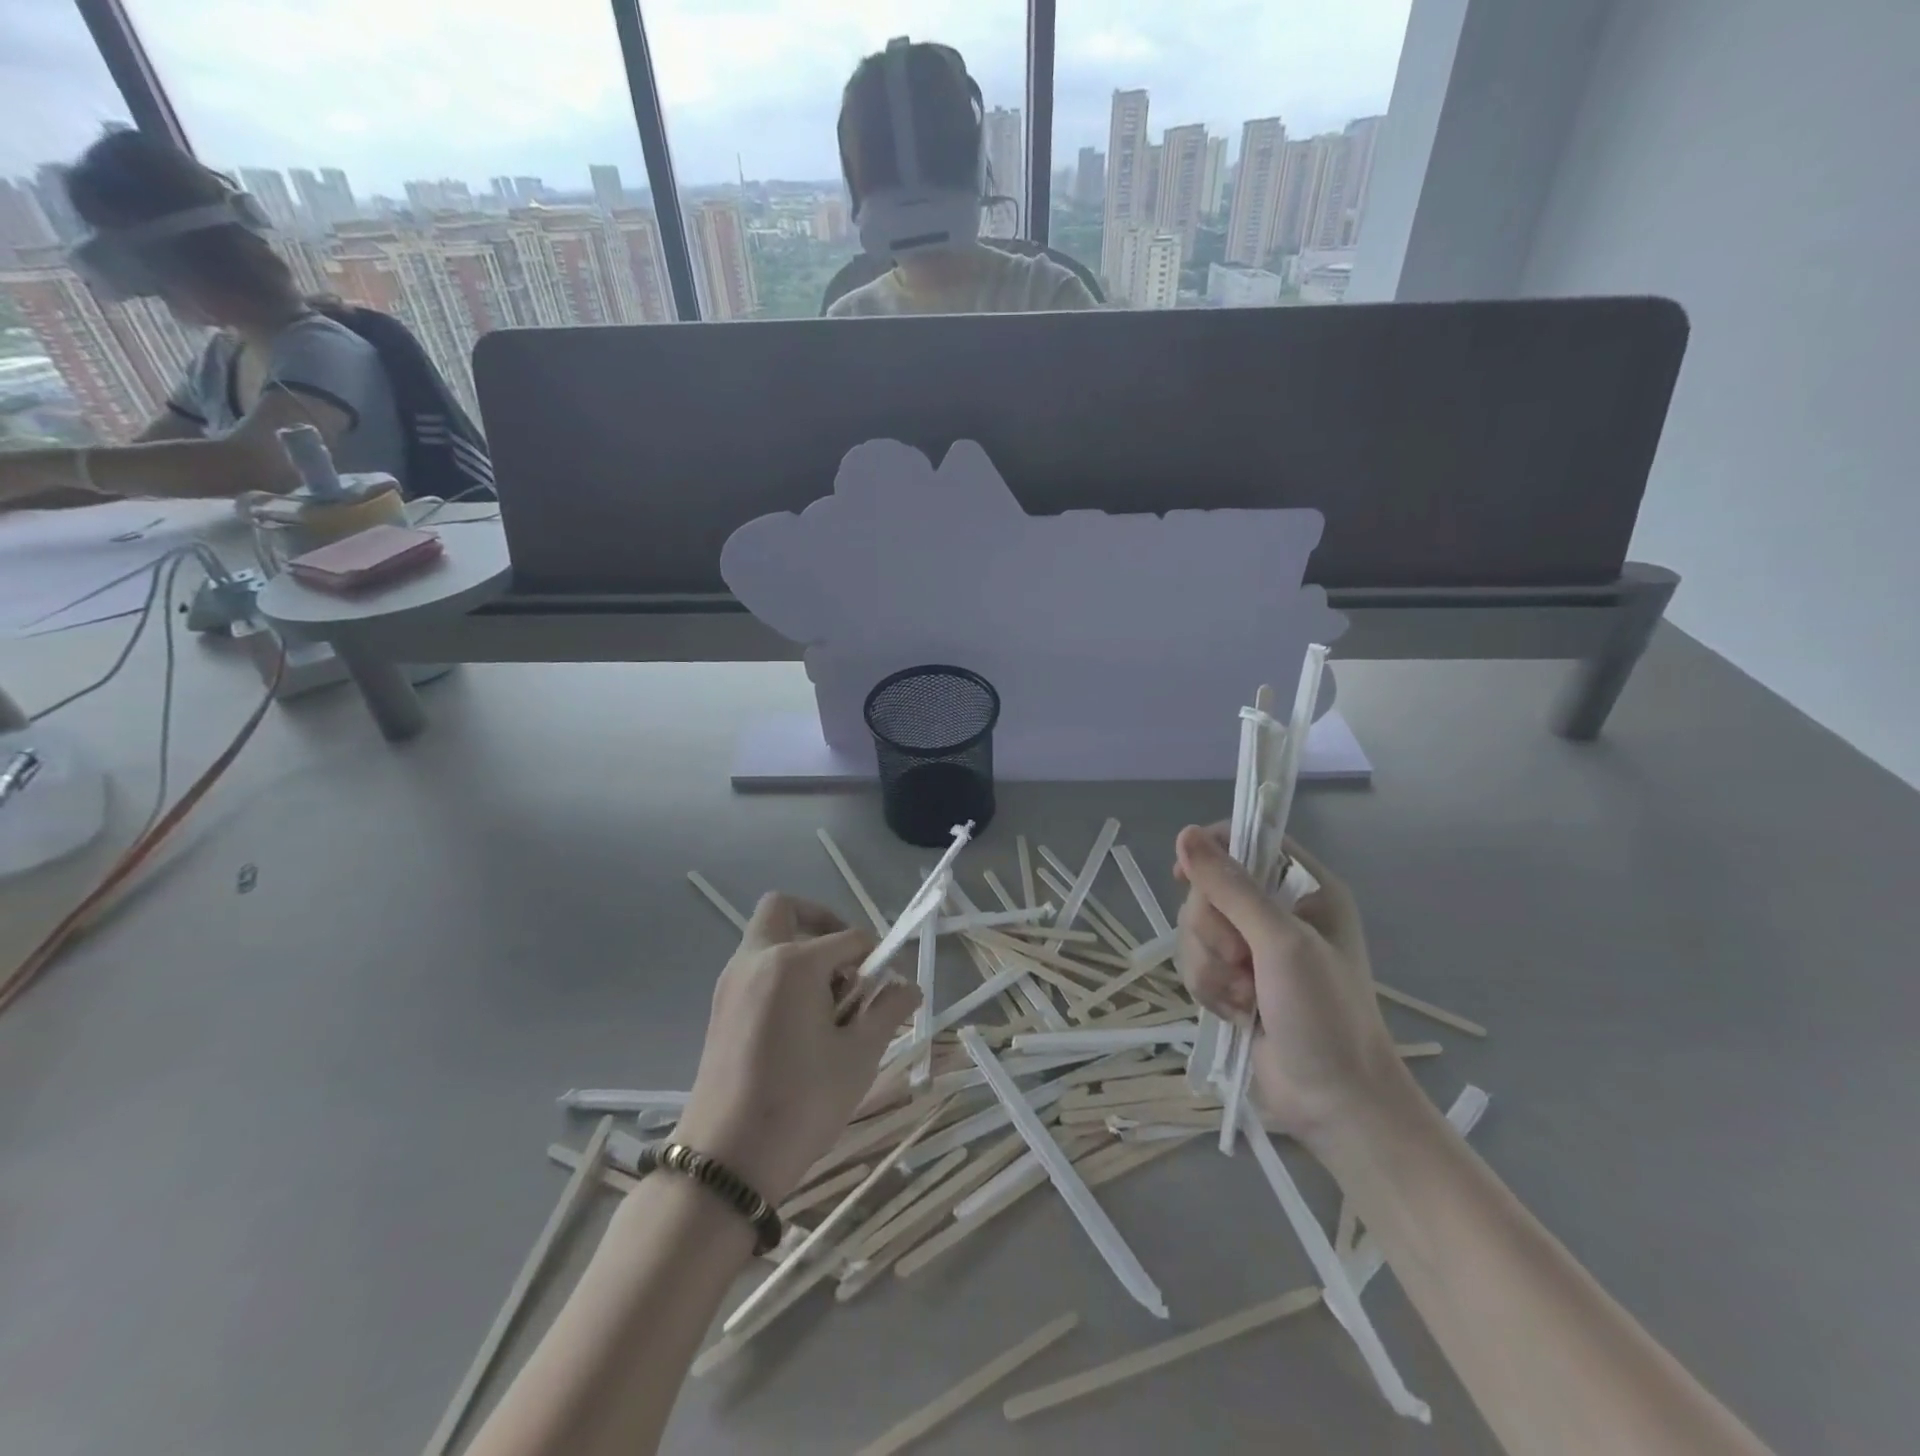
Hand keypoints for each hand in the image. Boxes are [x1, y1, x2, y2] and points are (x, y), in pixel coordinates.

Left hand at [674, 894, 918, 1204]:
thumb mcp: (859, 1056)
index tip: (889, 988)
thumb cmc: (801, 1103)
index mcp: (793, 962)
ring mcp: (732, 982)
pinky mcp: (720, 1007)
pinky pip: (755, 968)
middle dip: (822, 922)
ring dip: (801, 950)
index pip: (849, 938)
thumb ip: (887, 1010)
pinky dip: (781, 974)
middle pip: (786, 909)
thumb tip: (910, 987)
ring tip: (828, 1004)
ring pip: (768, 938)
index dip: (876, 958)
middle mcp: (756, 959)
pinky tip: (801, 1024)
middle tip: (846, 964)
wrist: (725, 1162)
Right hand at [1173, 825, 1405, 1148]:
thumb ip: (1231, 887)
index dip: (1212, 853)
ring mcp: (1254, 948)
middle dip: (1213, 930)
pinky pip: (1195, 962)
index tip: (1187, 877)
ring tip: (1244, 997)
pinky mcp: (1234, 980)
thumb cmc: (1325, 1015)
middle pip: (1208, 889)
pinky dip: (1210, 989)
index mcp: (1304, 888)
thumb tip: (1185, 834)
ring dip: (1211, 967)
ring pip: (1194, 929)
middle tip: (1243, 961)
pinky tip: (1237, 1013)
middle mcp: (1277, 911)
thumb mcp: (1281, 942)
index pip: (1248, 841)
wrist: (1335, 1104)